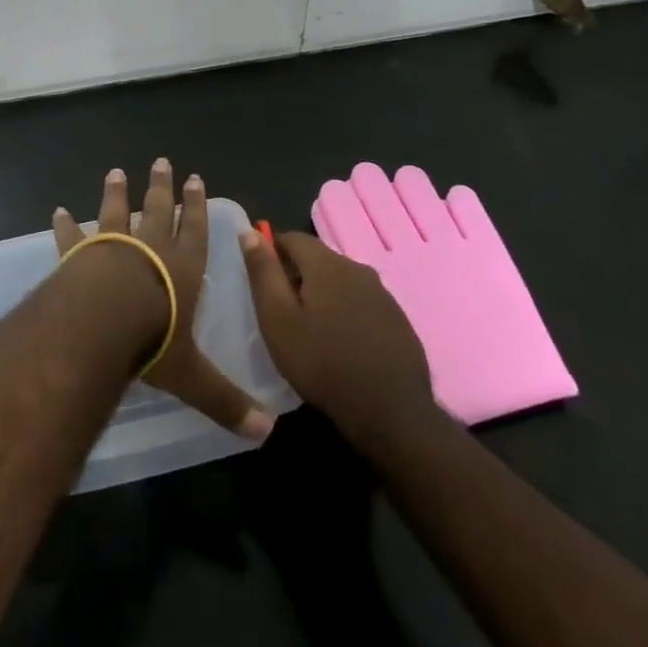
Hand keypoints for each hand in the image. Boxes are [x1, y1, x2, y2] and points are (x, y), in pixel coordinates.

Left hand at [54, 158, 273, 443]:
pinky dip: (66, 225)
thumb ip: (226, 401)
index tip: (195, 179)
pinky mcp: (81, 254)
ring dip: (117, 192)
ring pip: (117, 212)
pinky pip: (73, 236)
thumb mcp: (194, 377)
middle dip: (162, 187)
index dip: (196, 205)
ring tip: (116, 172)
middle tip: (162, 162)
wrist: (103, 322)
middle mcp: (150, 249)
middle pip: (159, 210)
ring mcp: (113, 246)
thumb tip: (266, 433)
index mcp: (182, 268)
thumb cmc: (154, 341)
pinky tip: (58, 212)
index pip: (194, 230)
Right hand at [239, 228, 441, 456]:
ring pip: (342, 282)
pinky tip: (342, 345)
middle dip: (297, 275)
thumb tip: (250, 232)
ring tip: (311, 330)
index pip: (292, 237)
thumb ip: (263, 273)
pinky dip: (347, 314)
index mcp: (326, 263)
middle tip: (282, 311)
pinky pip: (363, 304)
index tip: (262, 281)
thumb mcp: (278, 320)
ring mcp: (383, 294)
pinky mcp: (398, 320)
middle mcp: (357, 268)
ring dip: (324, 295)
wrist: (392, 414)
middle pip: (318, 259)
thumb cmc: (323, 365)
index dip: (272, 252)